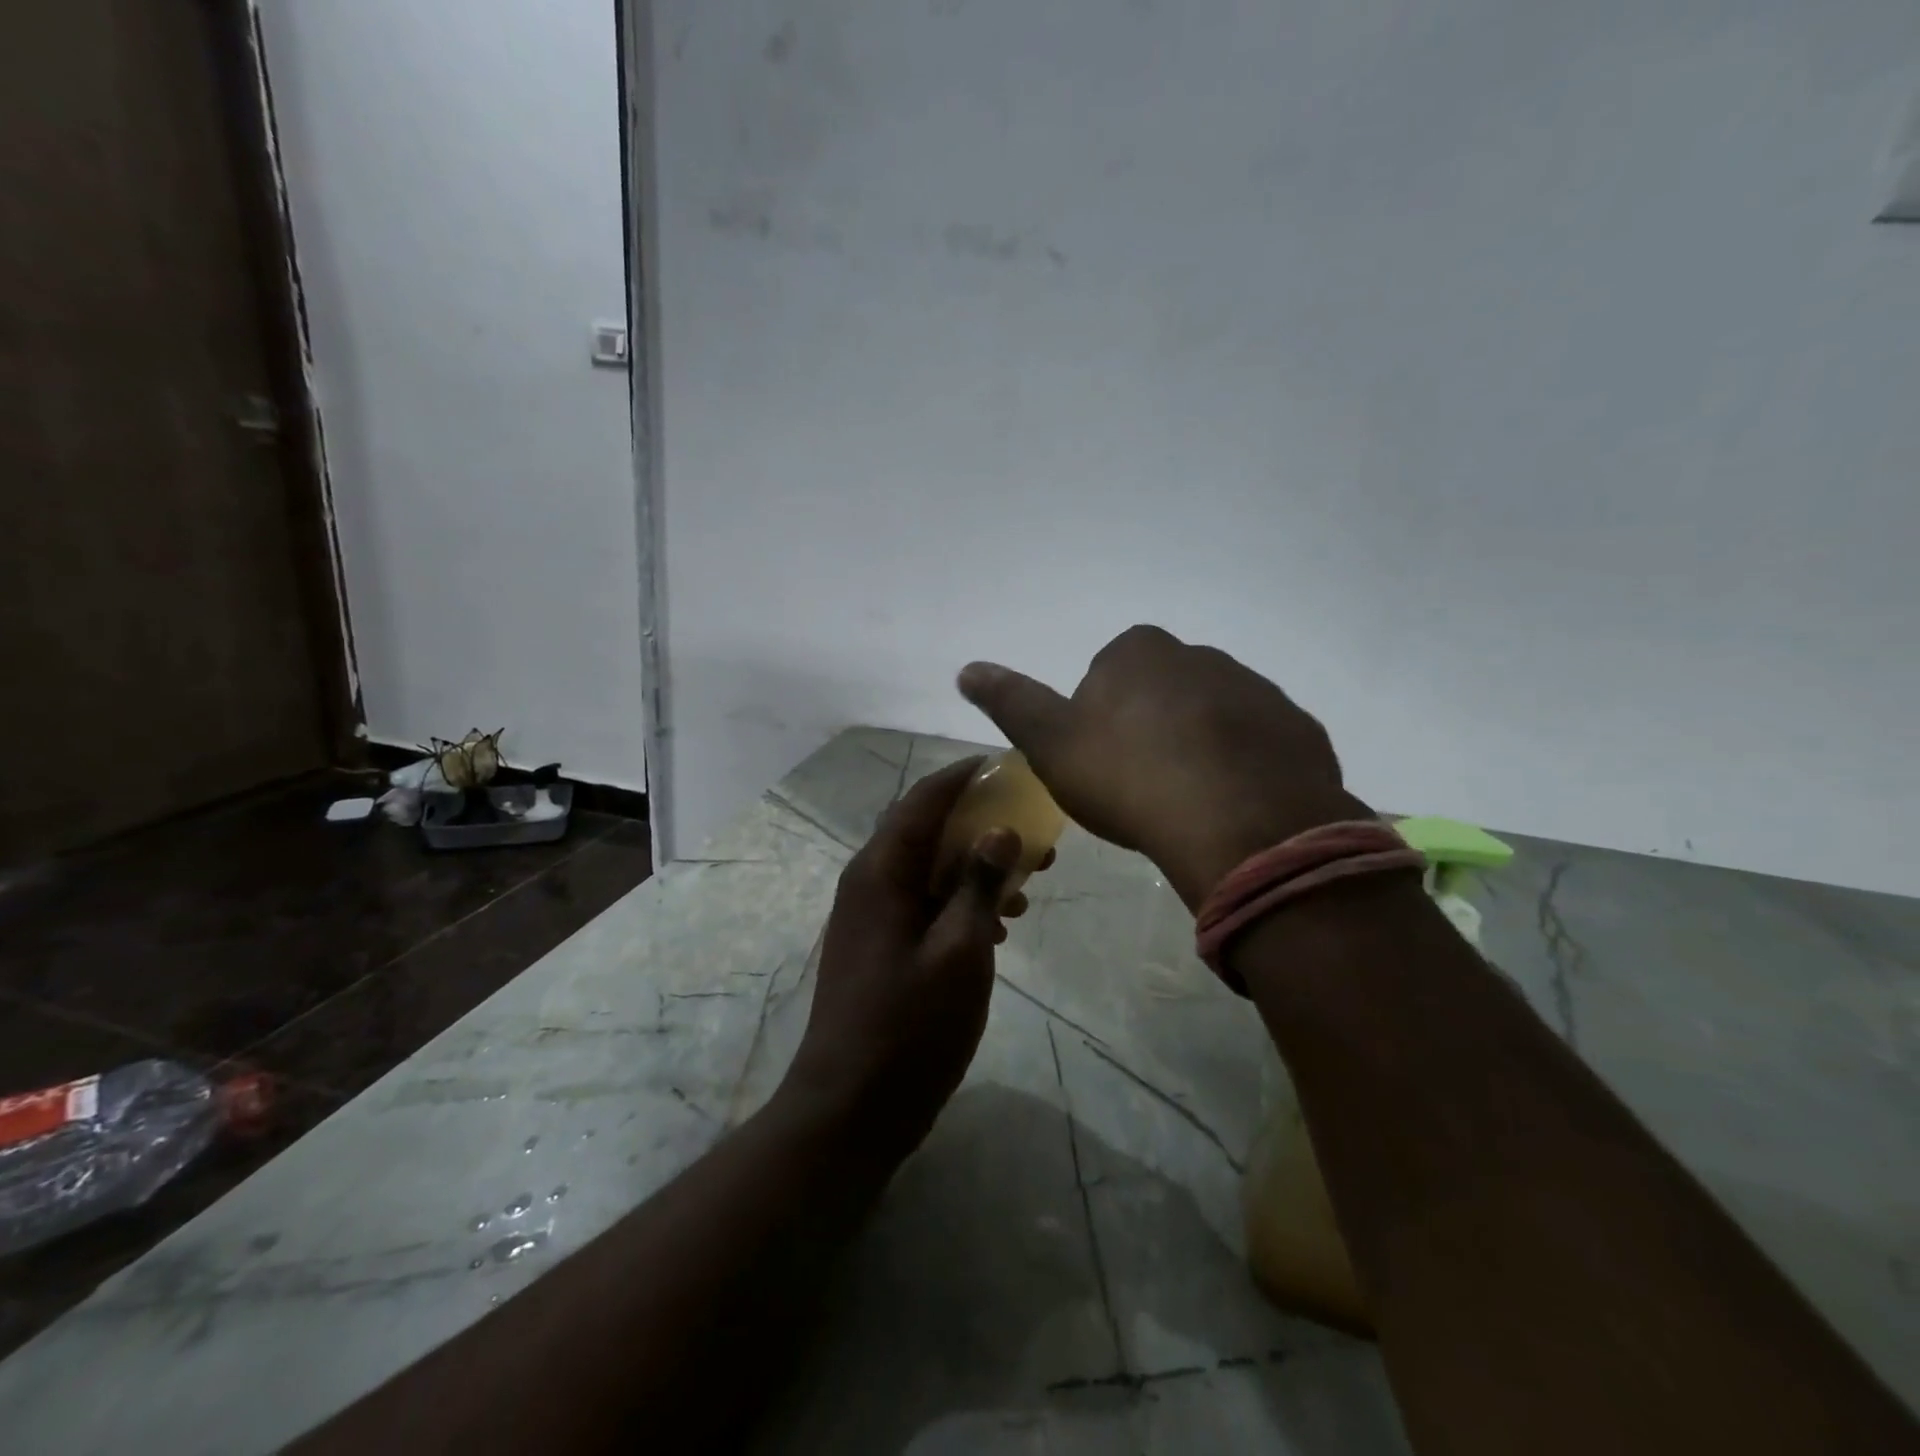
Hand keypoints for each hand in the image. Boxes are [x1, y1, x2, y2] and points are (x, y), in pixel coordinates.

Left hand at [780, 757, 1031, 1166]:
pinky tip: (999, 927)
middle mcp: (869, 882)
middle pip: (928, 831)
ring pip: (930, 869)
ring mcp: (872, 915)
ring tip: (1028, 883)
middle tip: (1034, 835)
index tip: (1006, 767)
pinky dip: (961, 901)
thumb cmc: (909, 1028)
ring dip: (977, 868)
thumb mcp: (960, 952)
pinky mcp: (880, 945)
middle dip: (981, 826)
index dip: (964, 777)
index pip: (924, 801)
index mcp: (881, 871)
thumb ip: (980, 885)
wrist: (851, 1109)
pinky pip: (925, 903)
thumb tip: (1000, 831)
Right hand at [959, 625, 1368, 910]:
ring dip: (1198, 747)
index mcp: (1139, 652)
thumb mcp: (1051, 743)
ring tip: (1187, 803)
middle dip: (1150, 727)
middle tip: (1140, 786)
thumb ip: (1011, 701)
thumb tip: (966, 668)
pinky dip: (1243, 767)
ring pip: (1213, 716)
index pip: (1106, 673)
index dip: (1097, 718)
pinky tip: (1231, 807)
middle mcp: (1201, 656)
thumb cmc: (1128, 777)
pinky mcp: (1297, 729)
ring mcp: (1257, 690)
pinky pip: (1258, 745)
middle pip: (1161, 691)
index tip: (1099, 763)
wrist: (1237, 824)